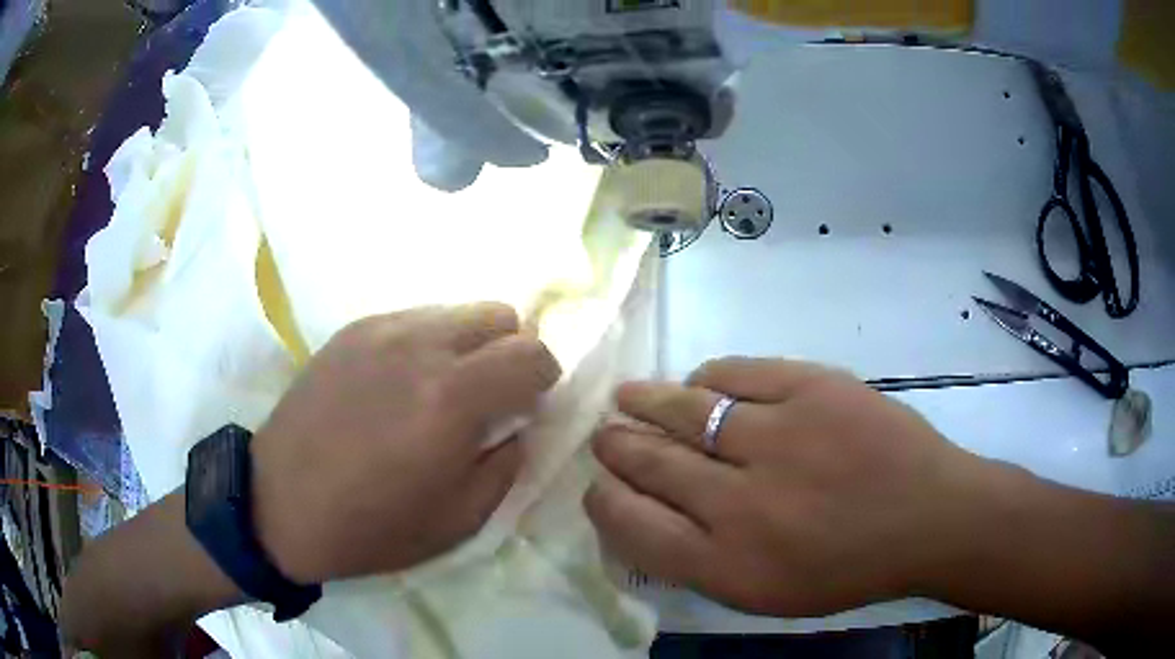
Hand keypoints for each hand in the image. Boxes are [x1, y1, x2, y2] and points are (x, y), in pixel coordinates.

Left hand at [252, 303, 560, 583]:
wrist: (280, 503)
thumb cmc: (372, 526)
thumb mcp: (460, 521)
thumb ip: (506, 464)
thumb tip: (518, 425)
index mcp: (453, 399)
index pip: (533, 352)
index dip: (544, 377)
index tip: (529, 405)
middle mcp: (421, 347)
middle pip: (499, 315)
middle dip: (509, 352)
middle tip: (488, 395)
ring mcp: (381, 330)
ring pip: (455, 311)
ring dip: (467, 345)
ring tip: (439, 390)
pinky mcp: (352, 331)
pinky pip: (412, 319)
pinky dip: (426, 343)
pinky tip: (397, 384)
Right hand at [585, 357, 996, 616]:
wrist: (929, 517)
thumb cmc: (848, 568)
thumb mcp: (765, 594)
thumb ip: (700, 561)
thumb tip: (648, 514)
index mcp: (727, 563)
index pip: (632, 524)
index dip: (603, 500)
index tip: (597, 486)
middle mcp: (741, 500)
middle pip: (650, 462)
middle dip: (616, 446)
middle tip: (605, 436)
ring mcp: (778, 435)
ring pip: (684, 410)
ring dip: (645, 402)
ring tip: (627, 397)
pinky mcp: (811, 387)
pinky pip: (734, 374)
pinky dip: (707, 378)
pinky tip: (700, 384)